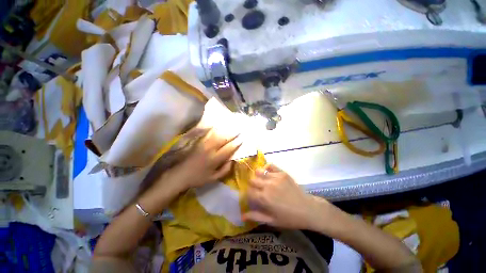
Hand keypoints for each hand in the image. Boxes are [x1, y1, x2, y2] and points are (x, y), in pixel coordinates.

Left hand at [170, 128, 241, 188]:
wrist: (180, 174)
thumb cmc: (198, 178)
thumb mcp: (214, 178)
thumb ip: (225, 170)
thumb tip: (233, 160)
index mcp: (215, 159)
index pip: (229, 148)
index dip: (236, 143)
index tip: (242, 139)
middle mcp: (210, 149)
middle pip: (224, 139)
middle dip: (233, 134)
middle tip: (239, 130)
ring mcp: (204, 144)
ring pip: (217, 134)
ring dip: (225, 130)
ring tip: (232, 126)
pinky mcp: (199, 142)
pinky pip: (208, 134)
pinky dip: (215, 129)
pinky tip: (218, 126)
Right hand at [242, 164, 330, 229]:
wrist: (308, 209)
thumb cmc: (289, 218)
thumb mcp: (272, 221)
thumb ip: (256, 217)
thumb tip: (242, 216)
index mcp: (264, 198)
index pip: (249, 192)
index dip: (249, 195)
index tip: (252, 198)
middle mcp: (267, 185)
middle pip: (252, 180)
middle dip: (252, 186)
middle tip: (258, 191)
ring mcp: (275, 177)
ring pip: (259, 172)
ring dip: (258, 177)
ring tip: (263, 181)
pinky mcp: (282, 172)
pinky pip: (270, 165)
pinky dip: (266, 168)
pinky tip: (268, 173)